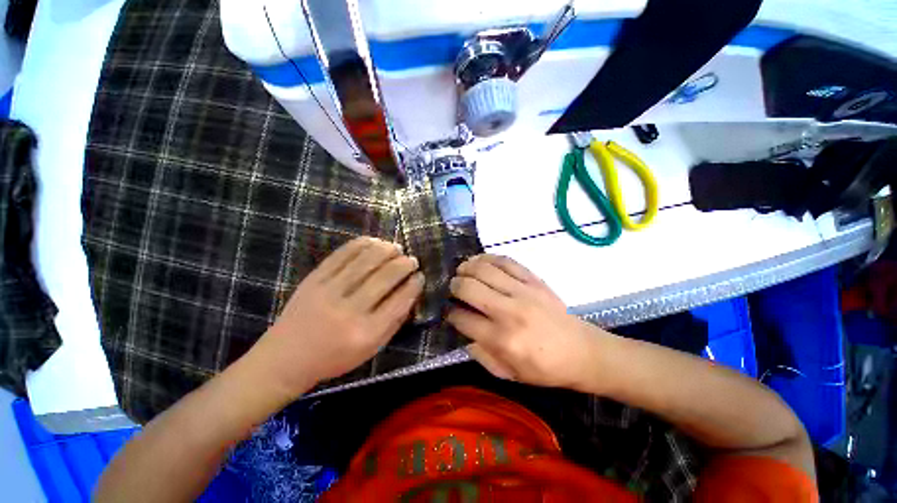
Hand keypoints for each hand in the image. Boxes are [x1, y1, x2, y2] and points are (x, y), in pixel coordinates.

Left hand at [250, 237, 423, 398]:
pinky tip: (374, 241)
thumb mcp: (371, 349)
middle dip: (404, 264)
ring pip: (365, 261)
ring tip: (397, 248)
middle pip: (385, 277)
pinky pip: (342, 254)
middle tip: (412, 260)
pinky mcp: (314, 278)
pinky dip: (361, 244)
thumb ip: (394, 322)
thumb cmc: (335, 357)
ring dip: (387, 250)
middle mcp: (349, 311)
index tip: (420, 276)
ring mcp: (329, 291)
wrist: (286, 357)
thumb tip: (411, 292)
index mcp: (366, 333)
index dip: (414, 284)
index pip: (400, 301)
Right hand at [447, 254, 605, 389]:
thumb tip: (463, 331)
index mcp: (502, 340)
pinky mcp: (534, 280)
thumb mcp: (508, 374)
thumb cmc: (544, 368)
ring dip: (467, 267)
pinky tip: (480, 261)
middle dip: (454, 285)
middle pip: (469, 288)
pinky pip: (506, 261)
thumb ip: (480, 354)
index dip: (451, 313)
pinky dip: (488, 258)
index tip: (449, 310)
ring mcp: (523, 292)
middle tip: (452, 287)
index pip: (463, 318)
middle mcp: (509, 312)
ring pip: (485, 270)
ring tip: (461, 270)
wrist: (582, 351)